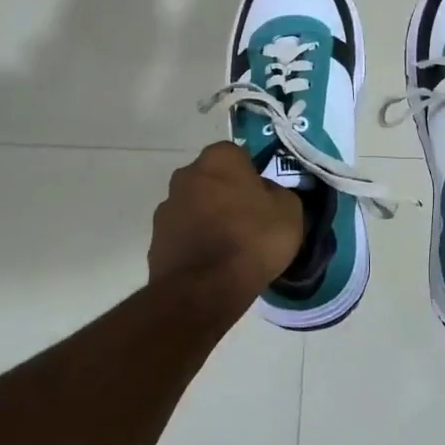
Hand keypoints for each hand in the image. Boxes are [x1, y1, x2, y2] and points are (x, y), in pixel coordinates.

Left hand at [149, 142, 304, 292]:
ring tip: (229, 247)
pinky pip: (183, 234)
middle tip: (247, 220)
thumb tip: (265, 194)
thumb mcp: (289, 211)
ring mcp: (166, 208)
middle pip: (211, 179)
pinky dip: (195, 243)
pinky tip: (212, 264)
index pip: (237, 155)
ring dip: (208, 218)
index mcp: (219, 159)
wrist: (205, 289)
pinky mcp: (155, 239)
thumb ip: (277, 193)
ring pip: (195, 206)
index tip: (262, 197)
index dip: (251, 175)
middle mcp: (186, 175)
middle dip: (225, 194)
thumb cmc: (252, 239)